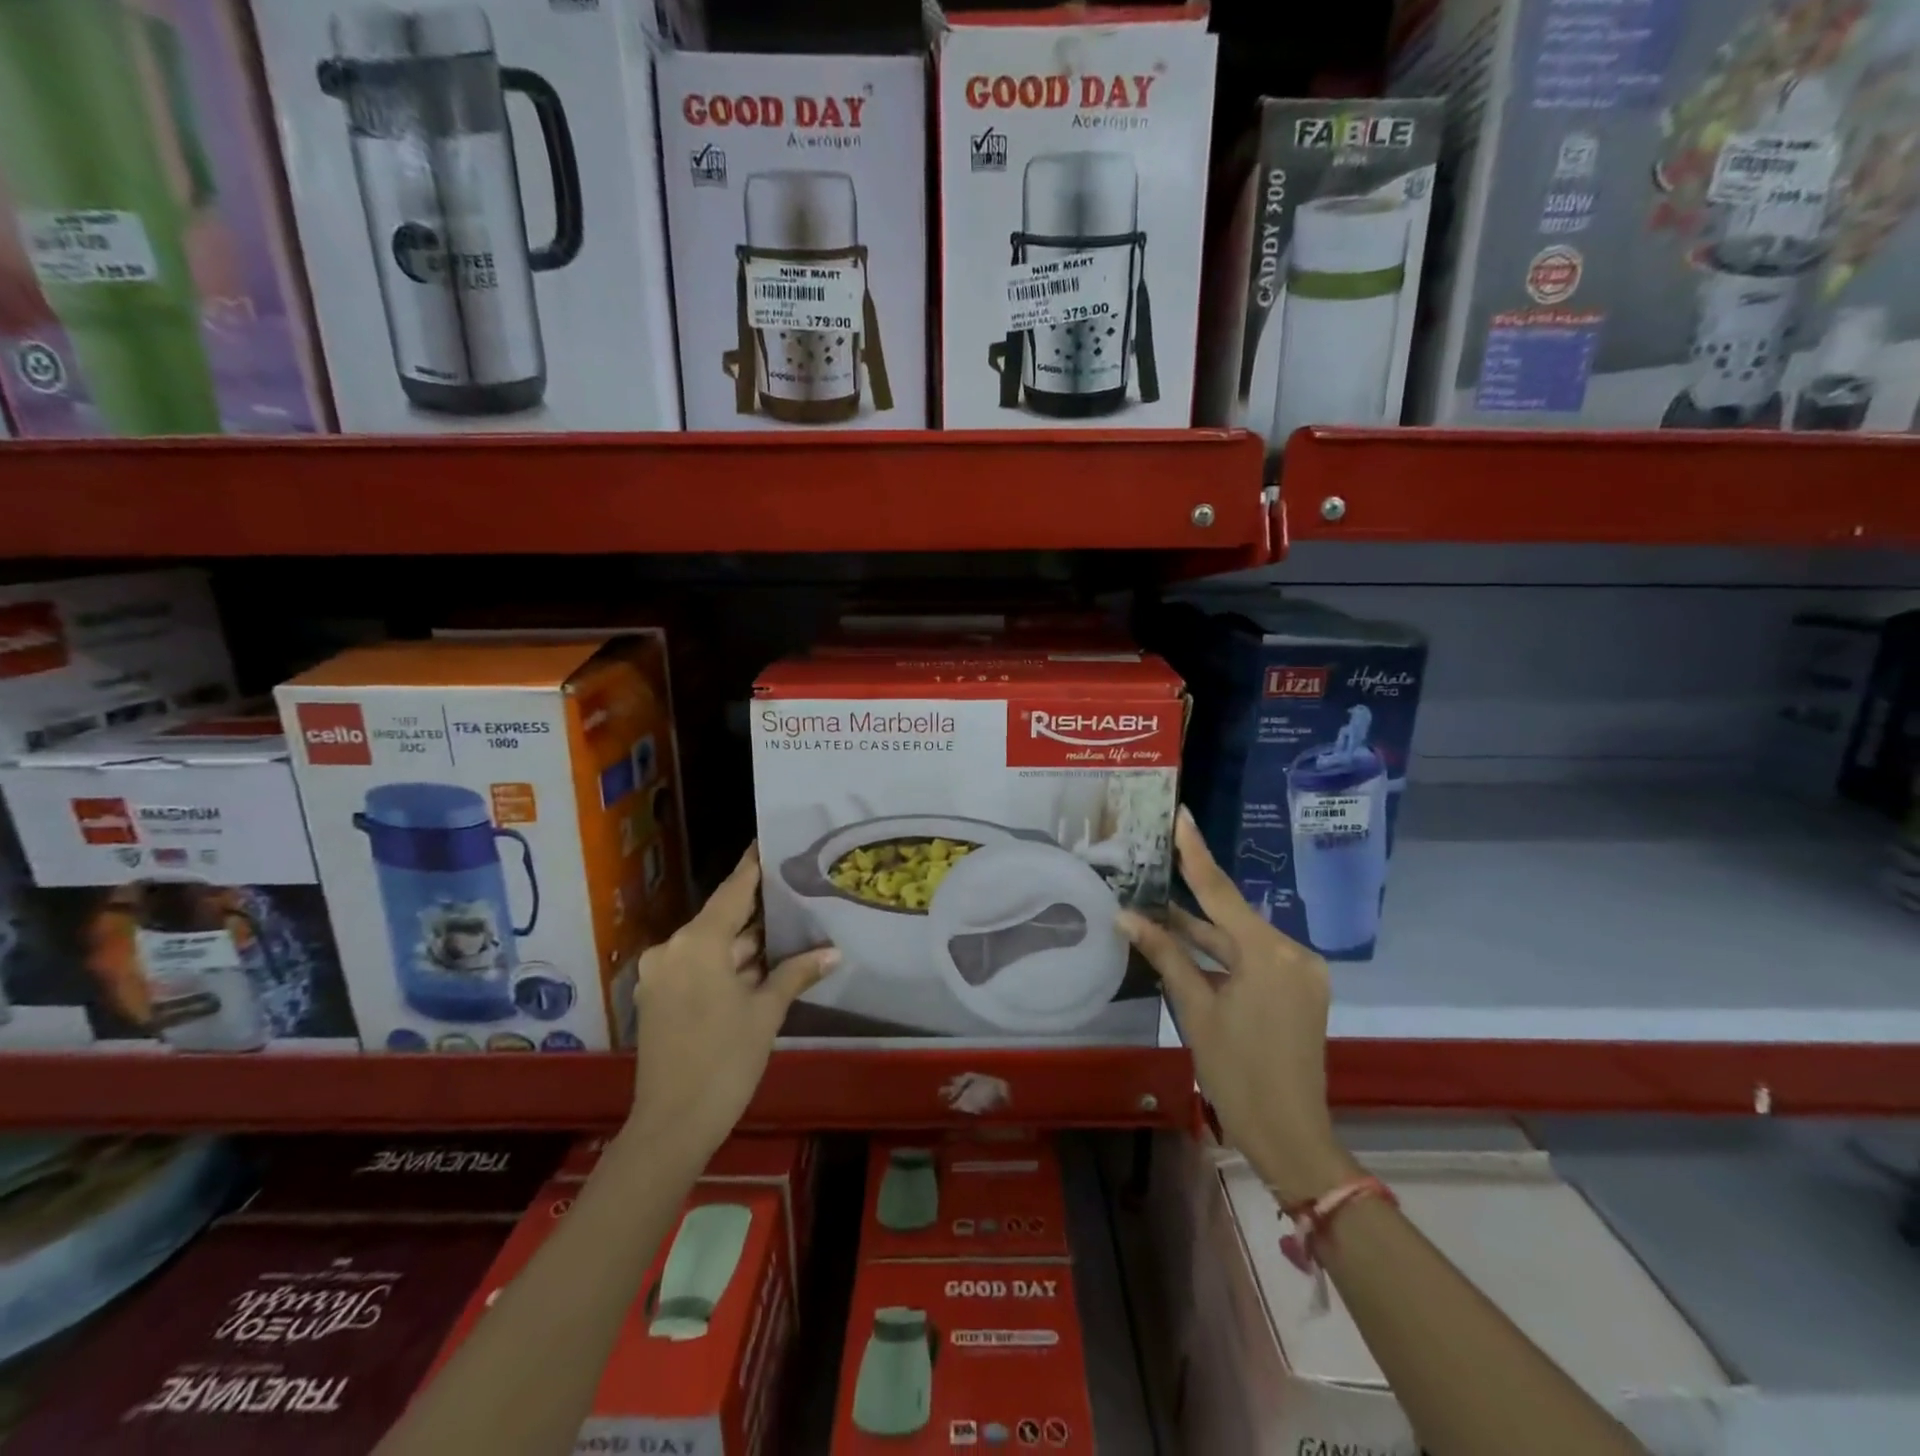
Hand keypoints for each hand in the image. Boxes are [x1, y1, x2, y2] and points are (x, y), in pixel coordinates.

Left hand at [626, 845, 838, 1159]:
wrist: (671, 1126)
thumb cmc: (724, 1060)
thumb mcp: (765, 1012)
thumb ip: (796, 973)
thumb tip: (834, 952)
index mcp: (697, 942)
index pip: (733, 891)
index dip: (754, 866)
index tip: (769, 840)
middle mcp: (672, 949)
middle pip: (722, 919)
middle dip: (757, 913)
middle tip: (795, 893)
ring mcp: (661, 976)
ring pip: (711, 947)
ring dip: (744, 945)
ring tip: (787, 929)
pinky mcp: (659, 999)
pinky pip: (698, 968)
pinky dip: (726, 966)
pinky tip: (760, 966)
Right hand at [1118, 808, 1356, 1203]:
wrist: (1291, 1135)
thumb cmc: (1237, 1073)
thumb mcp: (1196, 1010)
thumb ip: (1166, 955)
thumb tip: (1126, 916)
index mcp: (1269, 953)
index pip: (1221, 891)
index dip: (1195, 852)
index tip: (1180, 815)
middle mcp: (1292, 952)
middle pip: (1231, 914)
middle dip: (1191, 893)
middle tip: (1157, 857)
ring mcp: (1300, 971)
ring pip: (1241, 938)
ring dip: (1203, 928)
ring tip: (1157, 902)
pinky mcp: (1299, 989)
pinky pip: (1254, 957)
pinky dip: (1222, 952)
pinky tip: (1186, 942)